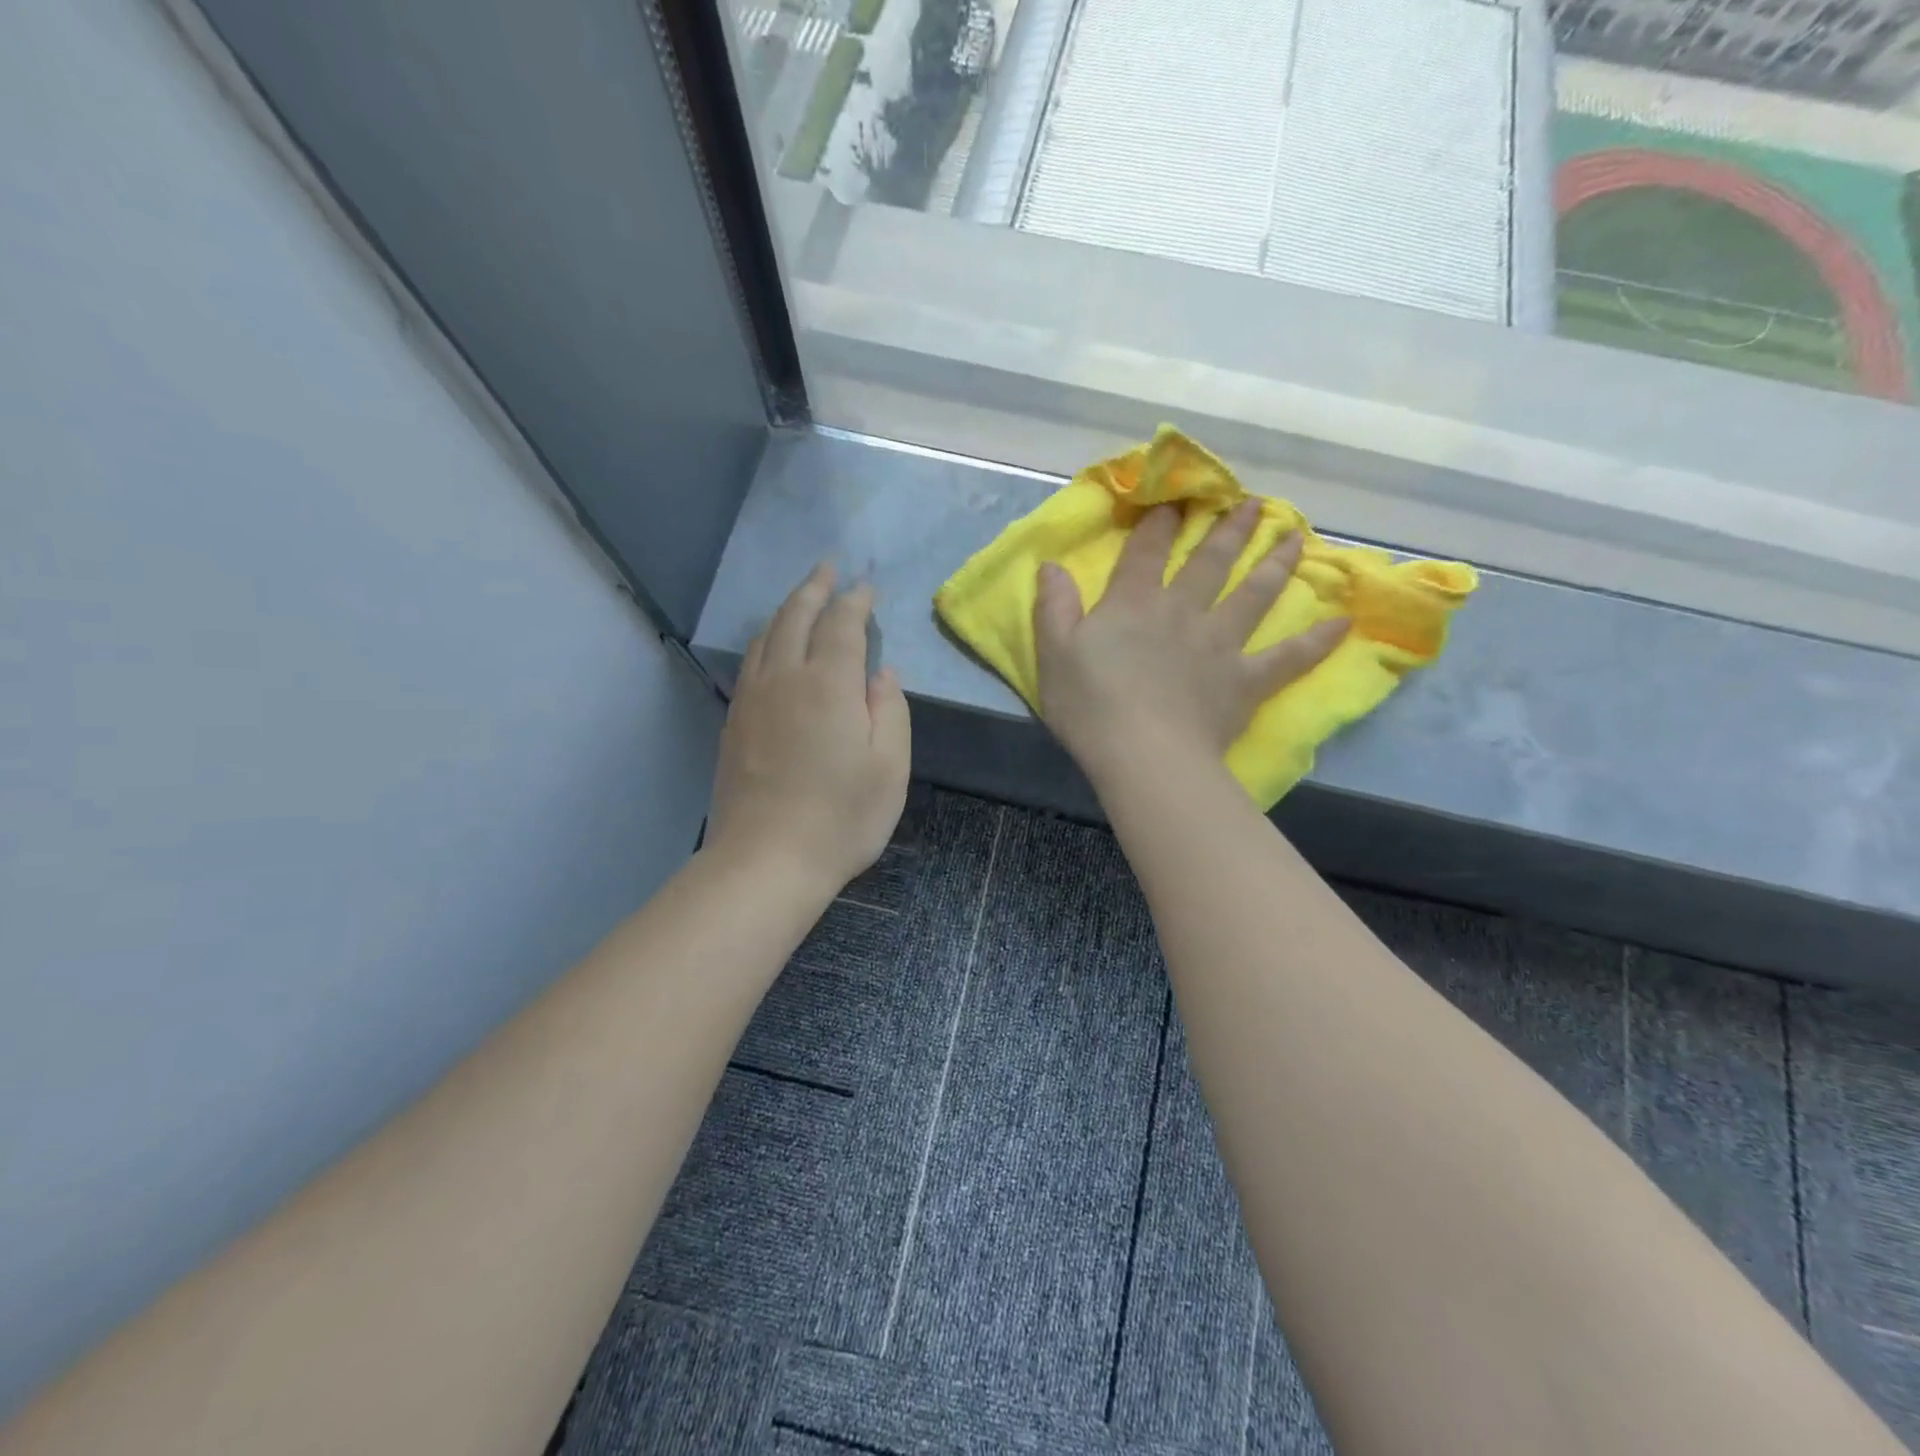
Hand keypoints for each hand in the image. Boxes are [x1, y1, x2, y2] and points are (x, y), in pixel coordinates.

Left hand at [707, 564, 910, 896]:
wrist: (767, 860)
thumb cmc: (842, 817)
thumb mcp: (890, 767)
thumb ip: (889, 710)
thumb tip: (882, 674)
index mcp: (828, 684)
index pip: (842, 624)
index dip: (855, 601)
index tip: (866, 587)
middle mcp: (785, 678)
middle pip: (796, 617)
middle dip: (814, 587)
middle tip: (827, 567)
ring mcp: (752, 699)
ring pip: (766, 636)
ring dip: (786, 608)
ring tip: (801, 597)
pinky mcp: (734, 722)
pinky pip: (750, 662)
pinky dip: (765, 639)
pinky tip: (770, 646)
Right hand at [1034, 501, 1346, 783]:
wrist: (1144, 756)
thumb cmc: (1091, 706)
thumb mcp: (1053, 654)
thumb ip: (1054, 607)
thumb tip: (1051, 565)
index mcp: (1134, 603)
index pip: (1147, 551)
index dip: (1159, 522)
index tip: (1175, 499)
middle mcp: (1183, 611)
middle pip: (1210, 562)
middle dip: (1229, 530)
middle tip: (1253, 504)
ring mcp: (1220, 644)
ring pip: (1254, 595)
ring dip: (1275, 564)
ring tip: (1295, 538)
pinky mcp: (1245, 681)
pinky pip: (1287, 658)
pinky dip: (1315, 642)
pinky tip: (1342, 624)